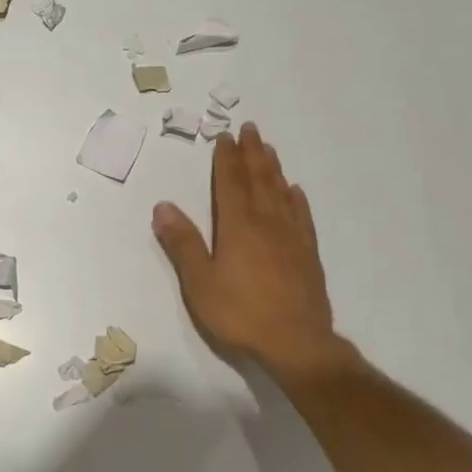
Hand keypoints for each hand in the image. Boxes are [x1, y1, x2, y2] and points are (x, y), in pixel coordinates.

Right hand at [152, 122, 340, 380]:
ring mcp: (292, 238)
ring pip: (281, 192)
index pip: (230, 183)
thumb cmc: (241, 314)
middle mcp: (267, 223)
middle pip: (259, 180)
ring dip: (273, 168)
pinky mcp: (308, 255)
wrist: (297, 343)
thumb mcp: (200, 283)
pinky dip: (296, 199)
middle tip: (250, 129)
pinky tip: (295, 192)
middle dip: (252, 153)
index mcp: (238, 226)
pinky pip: (301, 216)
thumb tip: (163, 206)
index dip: (226, 159)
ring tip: (269, 149)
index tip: (225, 136)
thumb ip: (182, 243)